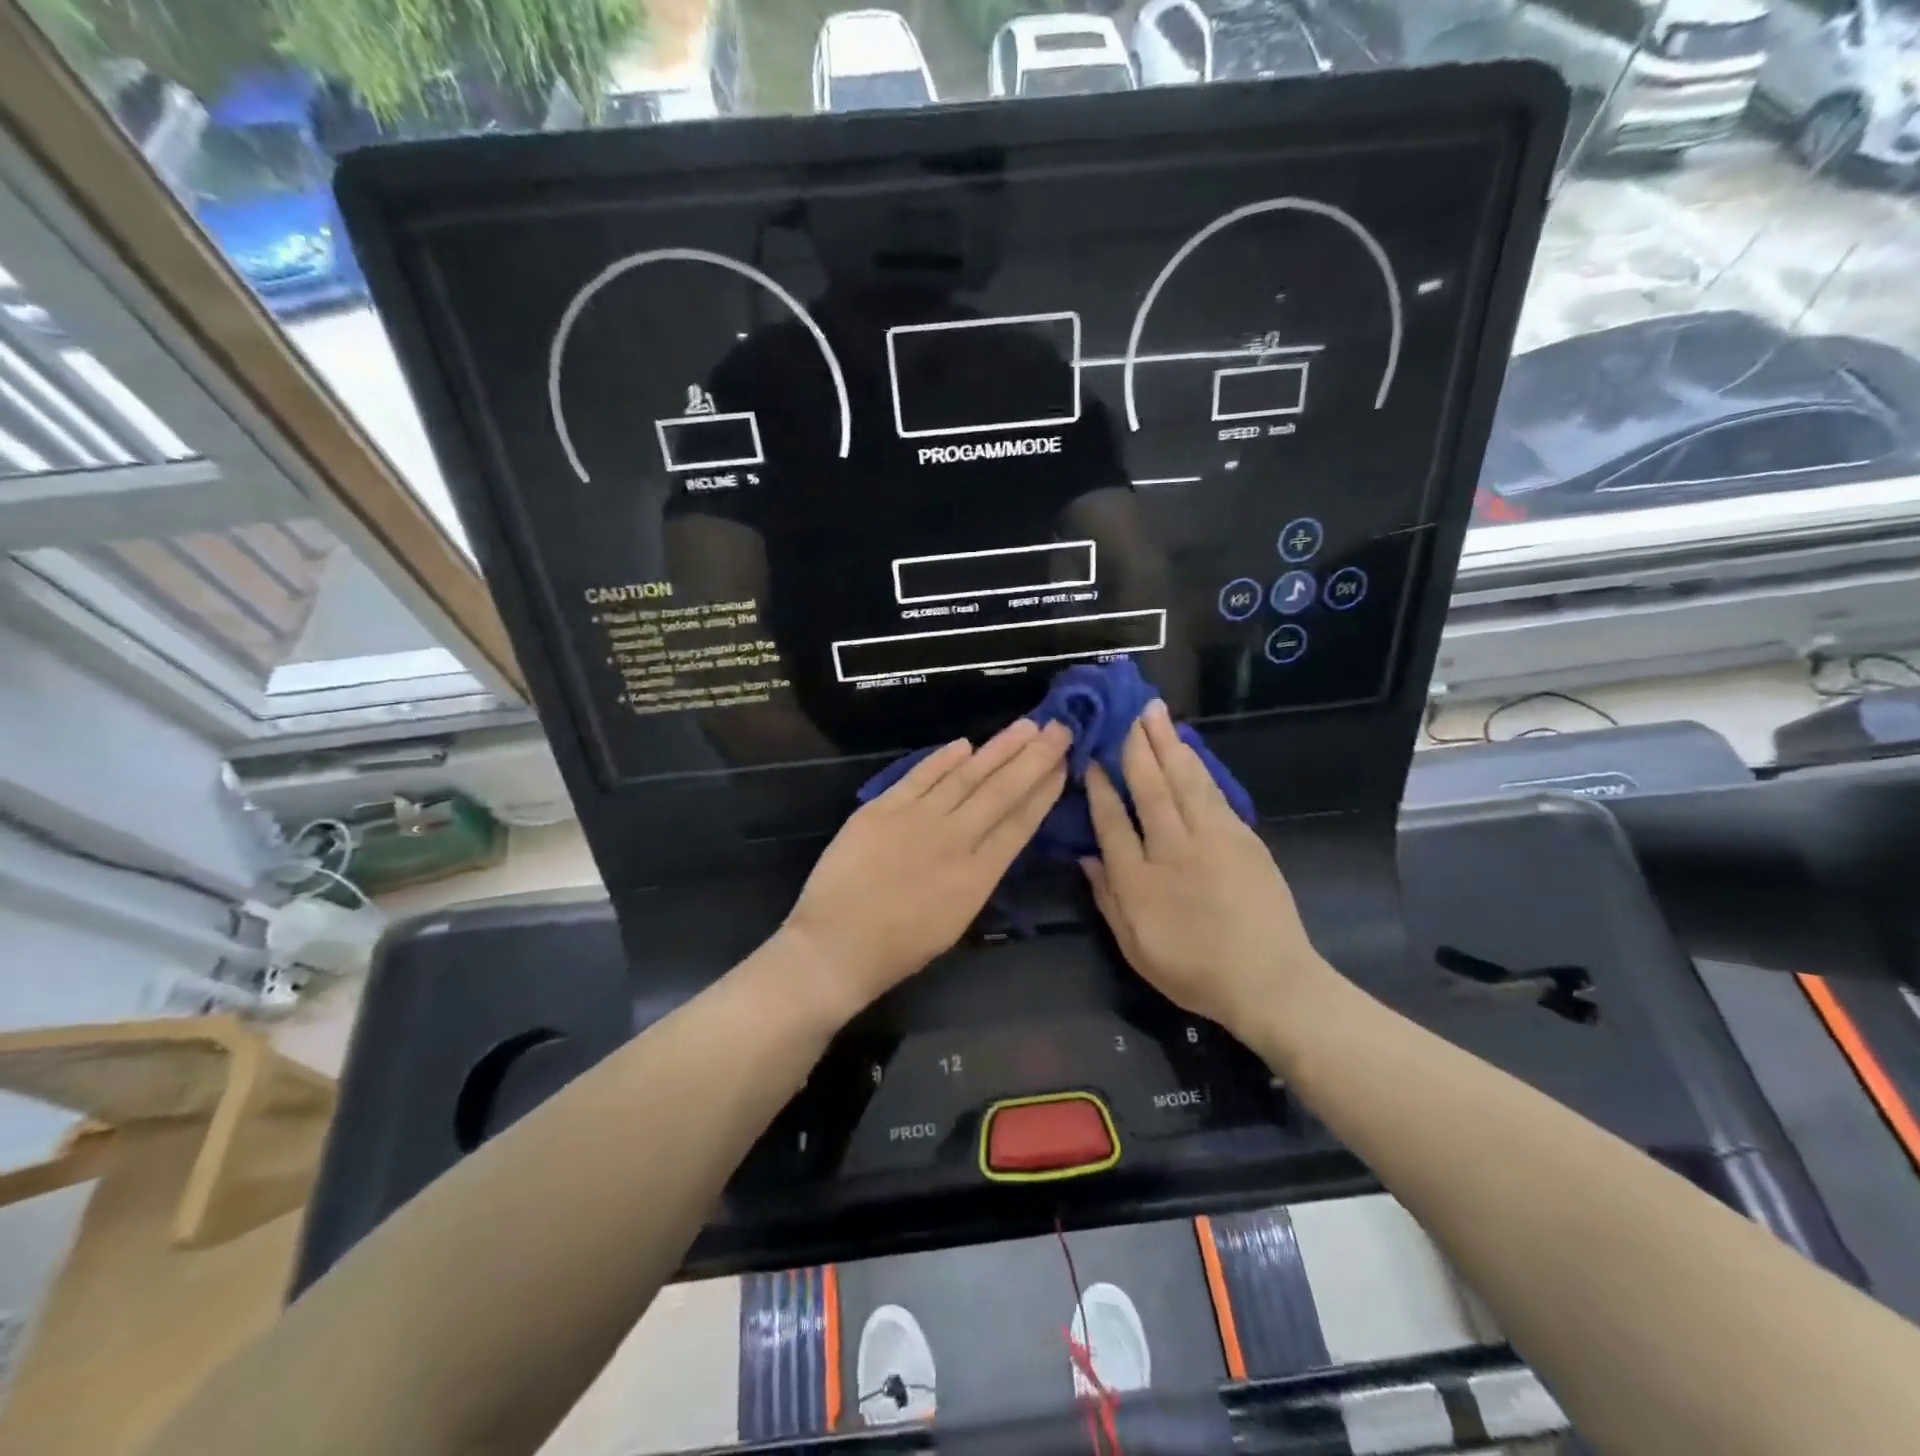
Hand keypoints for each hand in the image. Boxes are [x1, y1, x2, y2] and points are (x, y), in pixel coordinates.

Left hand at [783, 719, 1071, 1018]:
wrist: (836, 944)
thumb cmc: (899, 948)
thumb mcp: (956, 921)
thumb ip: (978, 875)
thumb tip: (994, 837)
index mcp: (977, 876)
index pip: (1020, 823)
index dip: (1044, 791)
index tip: (1063, 764)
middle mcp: (954, 840)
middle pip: (1001, 791)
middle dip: (1034, 757)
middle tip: (1058, 728)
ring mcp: (916, 819)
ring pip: (965, 776)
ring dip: (998, 749)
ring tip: (1025, 726)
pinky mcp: (882, 809)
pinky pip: (919, 776)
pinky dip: (942, 759)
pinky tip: (964, 744)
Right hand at [1082, 701, 1322, 1041]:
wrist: (1270, 982)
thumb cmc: (1194, 971)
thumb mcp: (1135, 948)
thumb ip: (1108, 900)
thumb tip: (1086, 857)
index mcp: (1139, 881)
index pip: (1112, 821)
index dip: (1100, 787)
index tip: (1091, 758)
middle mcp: (1173, 850)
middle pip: (1150, 788)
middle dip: (1137, 746)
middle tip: (1129, 711)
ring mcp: (1213, 840)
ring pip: (1185, 781)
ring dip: (1168, 744)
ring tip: (1156, 714)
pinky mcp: (1243, 839)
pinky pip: (1213, 793)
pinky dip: (1198, 767)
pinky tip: (1188, 750)